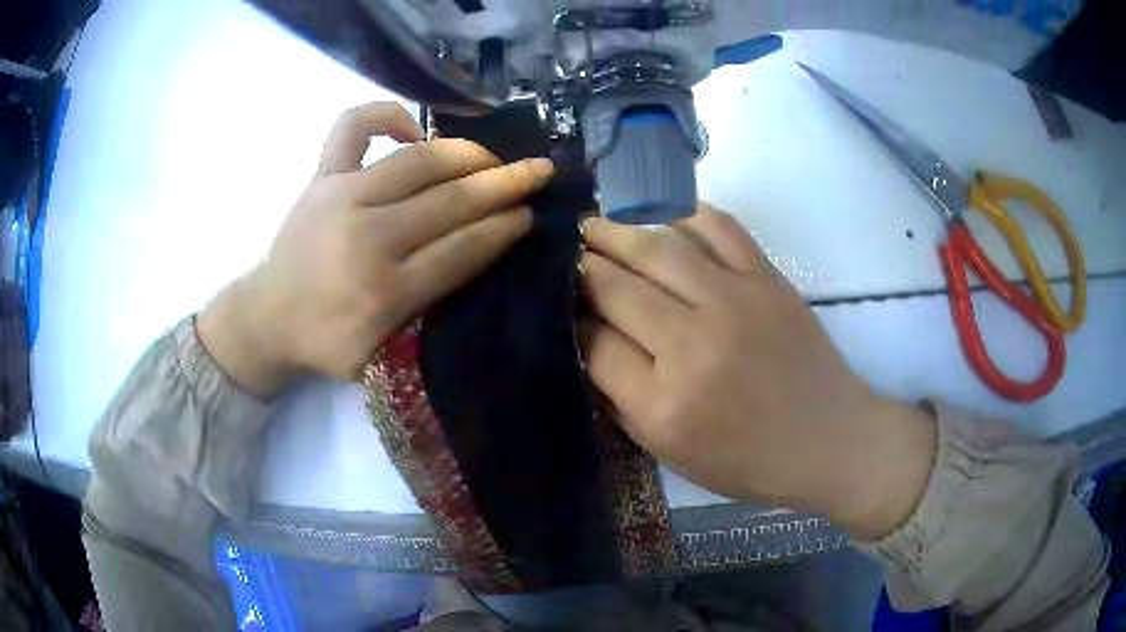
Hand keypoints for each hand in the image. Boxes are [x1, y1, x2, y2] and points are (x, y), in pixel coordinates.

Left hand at [198, 103, 553, 397]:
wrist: (265, 318)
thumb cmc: (325, 343)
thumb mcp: (381, 356)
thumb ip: (426, 313)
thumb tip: (474, 257)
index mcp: (383, 292)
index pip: (462, 249)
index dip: (503, 228)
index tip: (530, 215)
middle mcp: (366, 237)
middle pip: (450, 201)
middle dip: (504, 184)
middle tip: (538, 173)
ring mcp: (340, 196)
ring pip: (418, 160)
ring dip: (466, 153)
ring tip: (492, 158)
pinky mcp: (320, 177)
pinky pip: (354, 126)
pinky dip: (388, 115)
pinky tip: (413, 130)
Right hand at [580, 204, 935, 539]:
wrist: (828, 439)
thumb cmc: (748, 460)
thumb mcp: (671, 453)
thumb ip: (623, 400)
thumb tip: (590, 343)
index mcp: (663, 404)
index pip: (593, 344)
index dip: (571, 321)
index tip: (563, 308)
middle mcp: (692, 344)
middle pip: (615, 287)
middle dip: (582, 268)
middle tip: (567, 254)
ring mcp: (734, 302)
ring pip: (656, 248)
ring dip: (615, 231)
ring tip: (593, 224)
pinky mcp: (767, 279)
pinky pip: (719, 227)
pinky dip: (685, 214)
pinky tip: (662, 215)